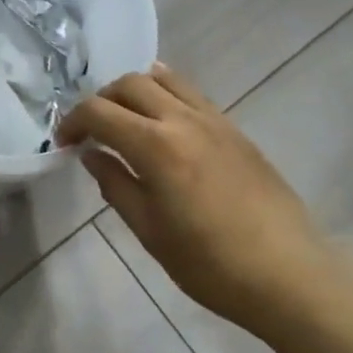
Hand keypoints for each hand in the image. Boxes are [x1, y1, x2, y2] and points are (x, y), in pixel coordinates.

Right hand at [60, 63, 323, 325]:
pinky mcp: (234, 128)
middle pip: (129, 84)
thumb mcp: (150, 231)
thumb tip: (92, 155)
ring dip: (134, 90)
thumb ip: (116, 184)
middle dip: (100, 100)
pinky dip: (165, 94)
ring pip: (163, 78)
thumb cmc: (211, 264)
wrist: (288, 274)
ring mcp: (213, 119)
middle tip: (91, 130)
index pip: (99, 112)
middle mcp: (182, 119)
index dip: (73, 122)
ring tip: (126, 119)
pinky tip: (161, 122)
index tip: (64, 143)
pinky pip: (190, 93)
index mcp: (156, 146)